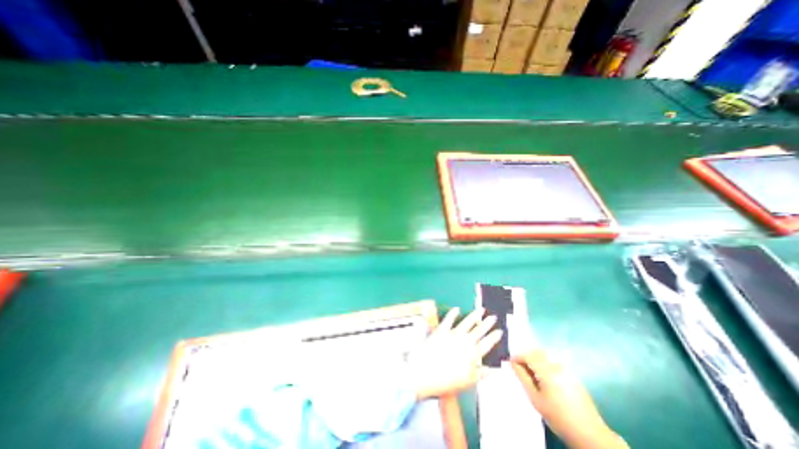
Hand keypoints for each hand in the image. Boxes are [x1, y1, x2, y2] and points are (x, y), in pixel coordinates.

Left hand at [408, 309, 500, 398]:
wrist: (425, 372)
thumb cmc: (447, 381)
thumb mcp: (467, 382)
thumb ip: (480, 374)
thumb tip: (492, 369)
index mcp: (473, 354)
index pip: (487, 343)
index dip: (494, 337)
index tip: (500, 331)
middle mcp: (465, 341)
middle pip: (479, 330)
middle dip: (487, 323)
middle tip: (493, 317)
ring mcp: (453, 333)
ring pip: (467, 321)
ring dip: (475, 315)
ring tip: (481, 310)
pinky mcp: (442, 329)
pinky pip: (449, 319)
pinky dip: (453, 313)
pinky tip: (457, 308)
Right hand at [511, 350, 630, 448]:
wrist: (590, 434)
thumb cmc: (558, 417)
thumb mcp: (535, 399)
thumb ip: (523, 377)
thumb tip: (513, 363)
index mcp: (547, 371)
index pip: (528, 355)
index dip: (517, 357)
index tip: (511, 363)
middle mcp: (557, 366)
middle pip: (537, 351)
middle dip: (527, 355)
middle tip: (520, 367)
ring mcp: (567, 369)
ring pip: (546, 355)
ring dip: (536, 359)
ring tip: (532, 372)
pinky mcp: (573, 375)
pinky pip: (554, 362)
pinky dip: (545, 364)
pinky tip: (545, 378)